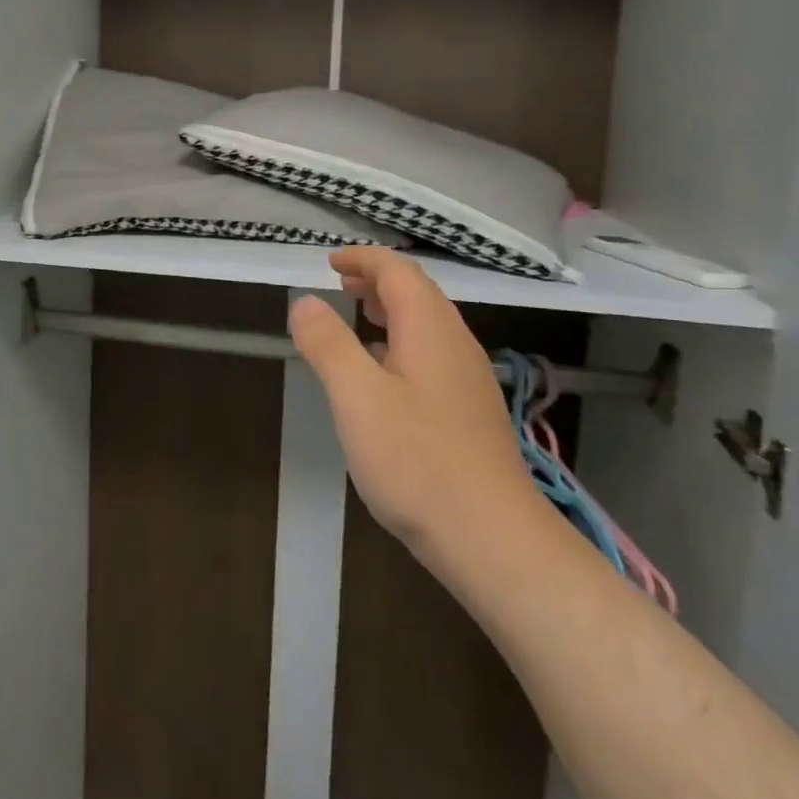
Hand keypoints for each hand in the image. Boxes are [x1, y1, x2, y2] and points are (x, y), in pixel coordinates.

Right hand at [289, 246, 537, 565]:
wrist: (493, 539)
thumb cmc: (417, 461)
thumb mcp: (357, 397)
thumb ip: (328, 344)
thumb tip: (305, 301)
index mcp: (430, 330)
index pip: (398, 272)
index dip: (364, 259)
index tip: (330, 262)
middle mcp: (456, 345)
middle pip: (419, 294)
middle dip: (378, 280)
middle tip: (340, 285)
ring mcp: (469, 380)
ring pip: (429, 326)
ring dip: (392, 311)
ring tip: (359, 319)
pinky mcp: (471, 413)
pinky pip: (434, 355)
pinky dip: (403, 343)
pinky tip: (385, 375)